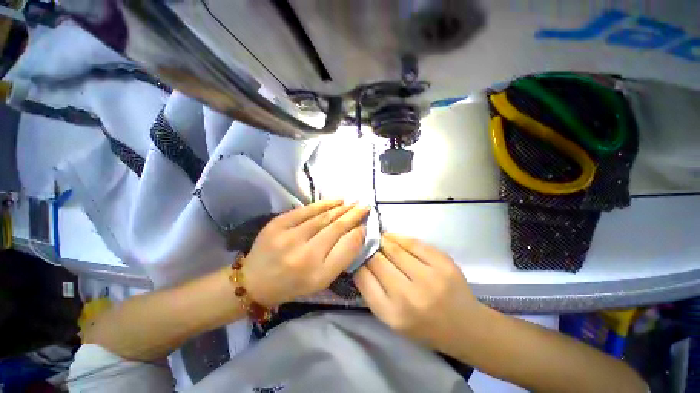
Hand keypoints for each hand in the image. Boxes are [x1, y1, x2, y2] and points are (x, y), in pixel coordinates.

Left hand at [242, 199, 370, 306]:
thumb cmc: (294, 284)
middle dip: (354, 215)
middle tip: (365, 207)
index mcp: (318, 274)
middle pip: (336, 228)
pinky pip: (306, 210)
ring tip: (353, 203)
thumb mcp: (322, 279)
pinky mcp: (278, 224)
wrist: (255, 281)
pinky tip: (337, 200)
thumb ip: (342, 256)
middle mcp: (305, 255)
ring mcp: (289, 237)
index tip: (366, 224)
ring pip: (324, 217)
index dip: (359, 232)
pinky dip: (324, 203)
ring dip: (342, 208)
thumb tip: (357, 232)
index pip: (346, 247)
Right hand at [354, 233, 482, 353]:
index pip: (363, 277)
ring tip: (380, 240)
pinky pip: (413, 242)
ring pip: (393, 248)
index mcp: (392, 314)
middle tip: (369, 246)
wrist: (465, 327)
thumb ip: (372, 291)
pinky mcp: (443, 263)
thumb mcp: (391, 318)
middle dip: (370, 251)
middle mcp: (409, 296)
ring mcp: (429, 277)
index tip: (358, 256)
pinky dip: (399, 238)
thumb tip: (361, 260)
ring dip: (383, 241)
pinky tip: (394, 238)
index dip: (358, 262)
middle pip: (377, 260)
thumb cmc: (423, 326)